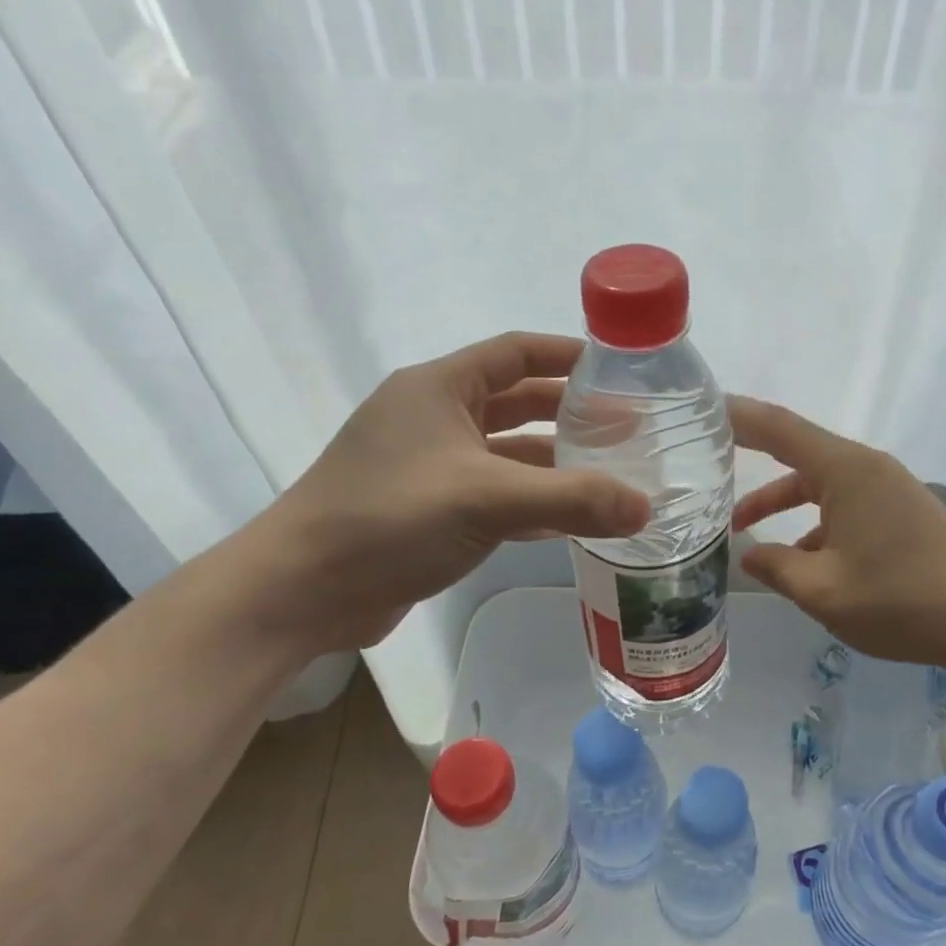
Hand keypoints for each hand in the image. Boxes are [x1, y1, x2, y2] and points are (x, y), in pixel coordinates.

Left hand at [257, 334, 649, 652]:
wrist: (300, 592)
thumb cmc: (388, 518)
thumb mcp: (486, 499)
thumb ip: (570, 499)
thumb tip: (646, 507)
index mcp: (439, 388)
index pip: (515, 352)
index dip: (567, 355)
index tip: (619, 370)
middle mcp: (434, 418)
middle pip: (517, 403)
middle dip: (571, 414)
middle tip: (628, 430)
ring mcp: (430, 466)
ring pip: (508, 453)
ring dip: (555, 463)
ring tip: (612, 475)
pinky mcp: (429, 509)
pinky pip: (495, 494)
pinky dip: (532, 502)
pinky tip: (572, 519)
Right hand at [730, 398, 945, 672]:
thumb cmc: (901, 599)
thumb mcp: (823, 590)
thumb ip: (776, 567)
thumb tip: (748, 554)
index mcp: (845, 471)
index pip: (779, 428)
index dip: (739, 415)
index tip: (703, 406)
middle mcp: (865, 468)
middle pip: (797, 450)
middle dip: (752, 456)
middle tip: (706, 457)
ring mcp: (886, 488)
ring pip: (819, 483)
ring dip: (781, 500)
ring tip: (740, 529)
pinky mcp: (899, 511)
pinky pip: (842, 502)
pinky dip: (813, 521)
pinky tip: (799, 559)